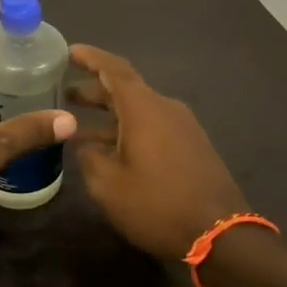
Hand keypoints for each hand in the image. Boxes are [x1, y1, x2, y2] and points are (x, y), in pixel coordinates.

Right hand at [69, 45, 249, 260]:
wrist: (220, 235)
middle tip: (66, 94)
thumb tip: (86, 145)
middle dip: (95, 89)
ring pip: (139, 110)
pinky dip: (128, 129)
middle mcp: (165, 108)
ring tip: (80, 126)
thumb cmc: (157, 205)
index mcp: (144, 108)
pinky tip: (111, 149)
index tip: (70, 52)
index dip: (91, 58)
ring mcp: (183, 127)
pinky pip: (153, 126)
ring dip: (110, 114)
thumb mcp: (108, 185)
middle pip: (125, 89)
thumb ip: (89, 157)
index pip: (114, 69)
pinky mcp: (192, 146)